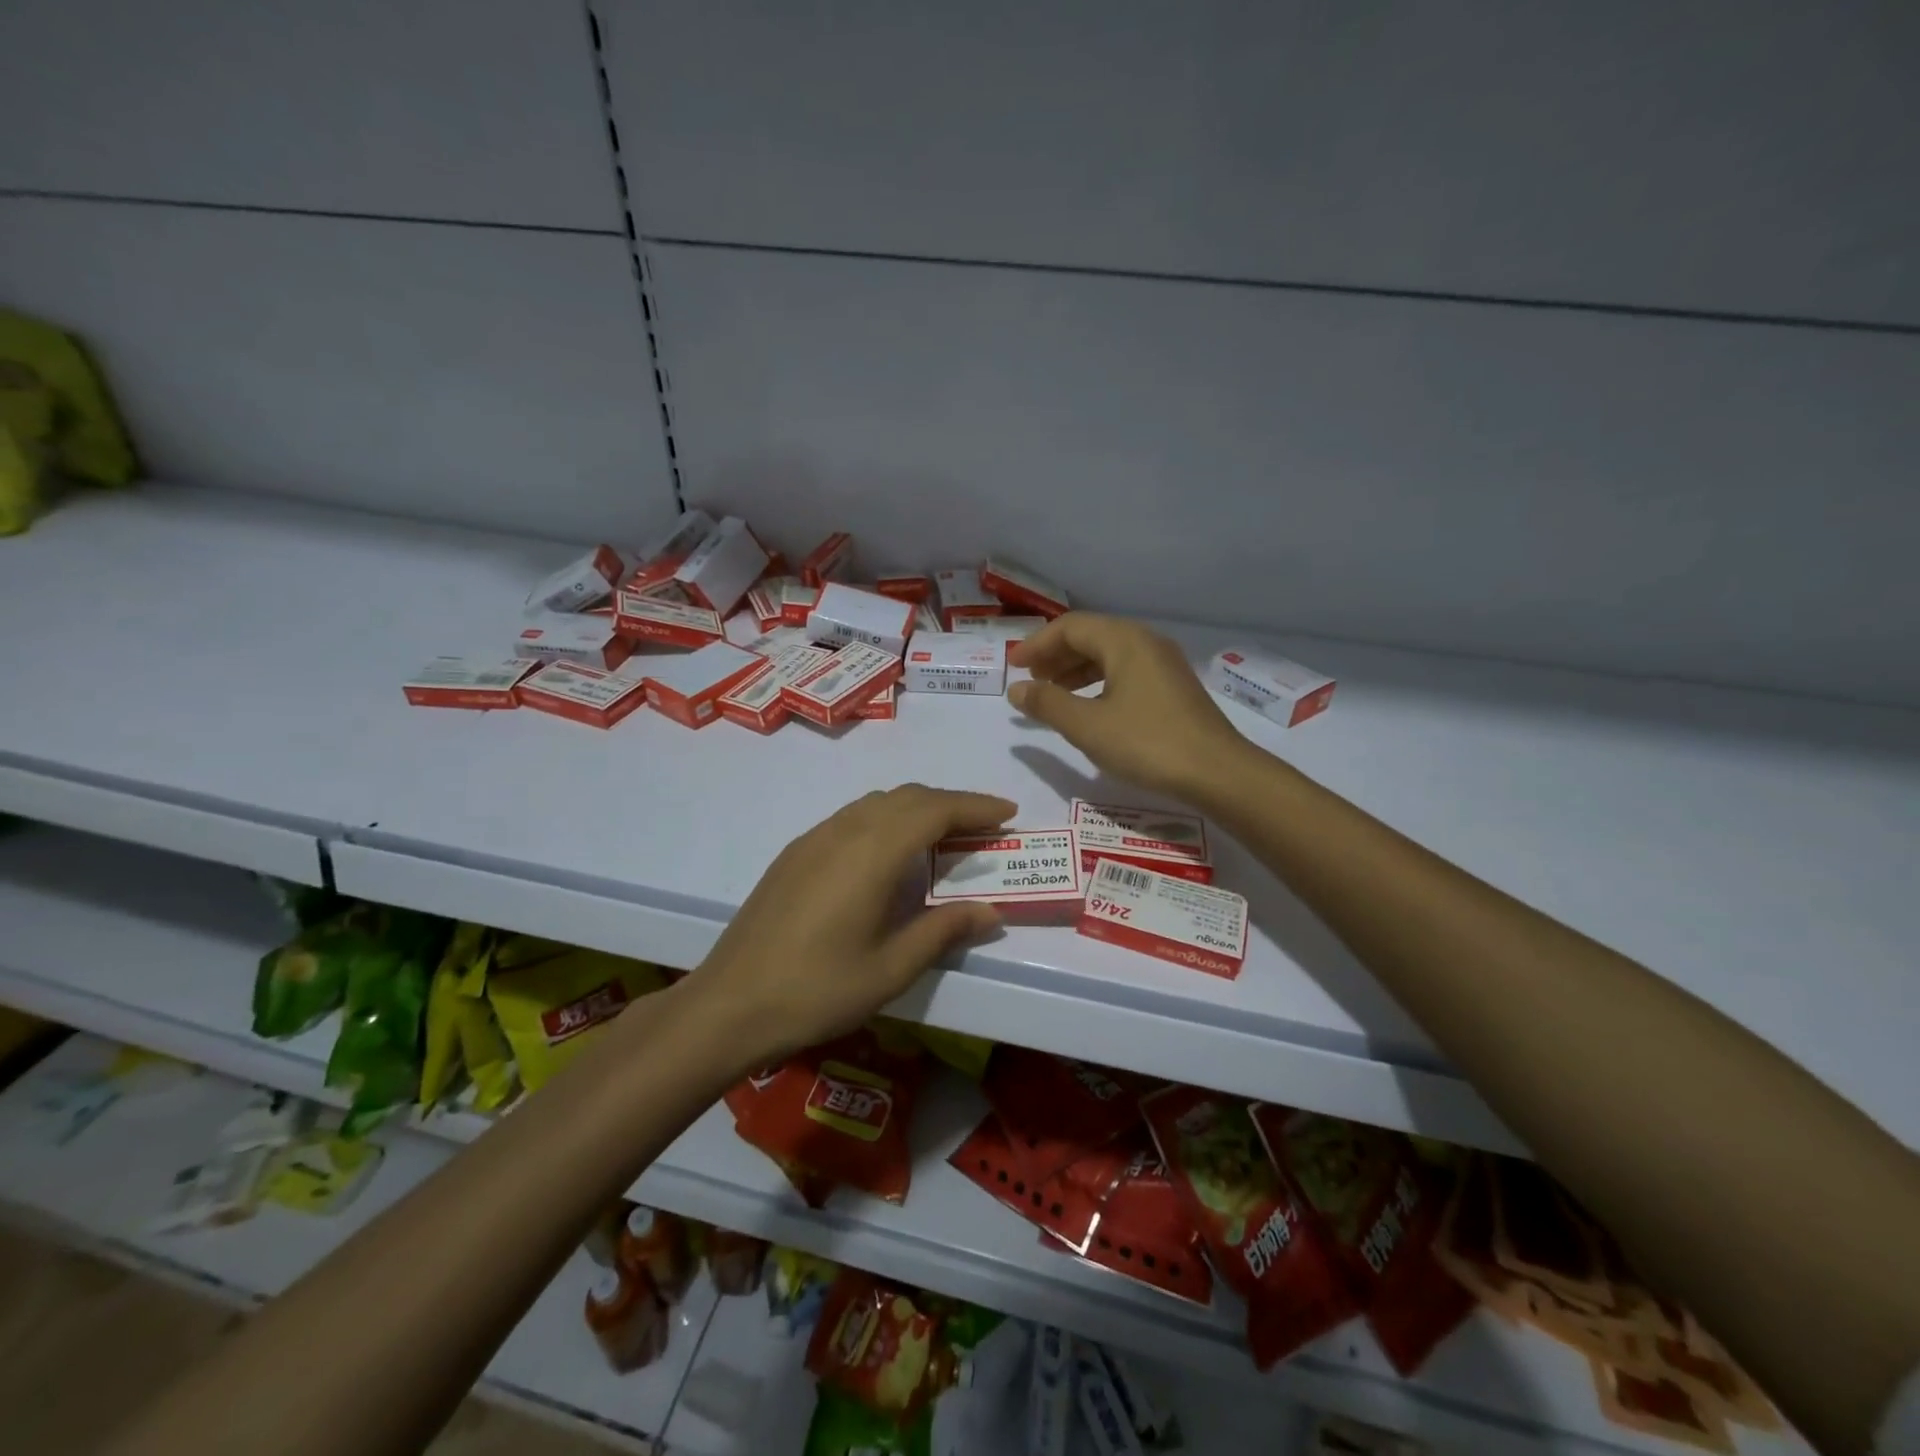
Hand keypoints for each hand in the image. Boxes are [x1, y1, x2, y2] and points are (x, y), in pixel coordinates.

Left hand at [691, 785, 1015, 1063]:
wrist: (729, 1005)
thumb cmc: (818, 990)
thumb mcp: (892, 968)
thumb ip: (944, 930)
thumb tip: (992, 911)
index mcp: (873, 852)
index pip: (935, 810)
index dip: (976, 806)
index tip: (1008, 813)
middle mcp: (844, 830)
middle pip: (908, 797)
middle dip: (951, 804)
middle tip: (985, 828)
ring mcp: (815, 838)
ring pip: (878, 803)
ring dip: (917, 809)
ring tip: (944, 838)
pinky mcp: (795, 853)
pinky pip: (852, 817)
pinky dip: (886, 820)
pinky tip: (890, 855)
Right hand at [1009, 612, 1244, 799]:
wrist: (1217, 773)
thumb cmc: (1146, 743)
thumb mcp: (1087, 726)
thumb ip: (1046, 704)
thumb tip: (1016, 690)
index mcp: (1124, 640)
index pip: (1070, 627)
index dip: (1036, 644)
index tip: (1012, 666)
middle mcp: (1145, 642)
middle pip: (1090, 636)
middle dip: (1055, 656)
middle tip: (1030, 681)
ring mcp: (1163, 664)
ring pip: (1109, 656)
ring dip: (1075, 671)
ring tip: (1052, 695)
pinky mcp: (1172, 687)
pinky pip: (1125, 672)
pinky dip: (1098, 683)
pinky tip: (1088, 707)